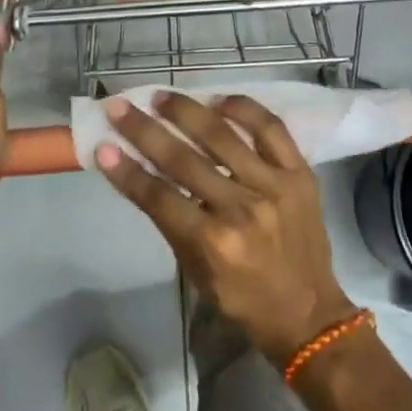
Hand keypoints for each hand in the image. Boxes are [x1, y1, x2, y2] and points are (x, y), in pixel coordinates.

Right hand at [98, 93, 357, 366]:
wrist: (309, 314)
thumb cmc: (242, 299)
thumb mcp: (195, 271)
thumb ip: (170, 220)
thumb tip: (140, 171)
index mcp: (213, 243)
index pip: (158, 196)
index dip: (126, 170)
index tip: (102, 145)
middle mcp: (242, 209)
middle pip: (183, 158)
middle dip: (144, 129)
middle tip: (120, 106)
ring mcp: (274, 186)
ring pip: (222, 135)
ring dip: (186, 111)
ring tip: (161, 96)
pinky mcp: (299, 173)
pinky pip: (270, 128)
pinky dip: (243, 109)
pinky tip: (219, 99)